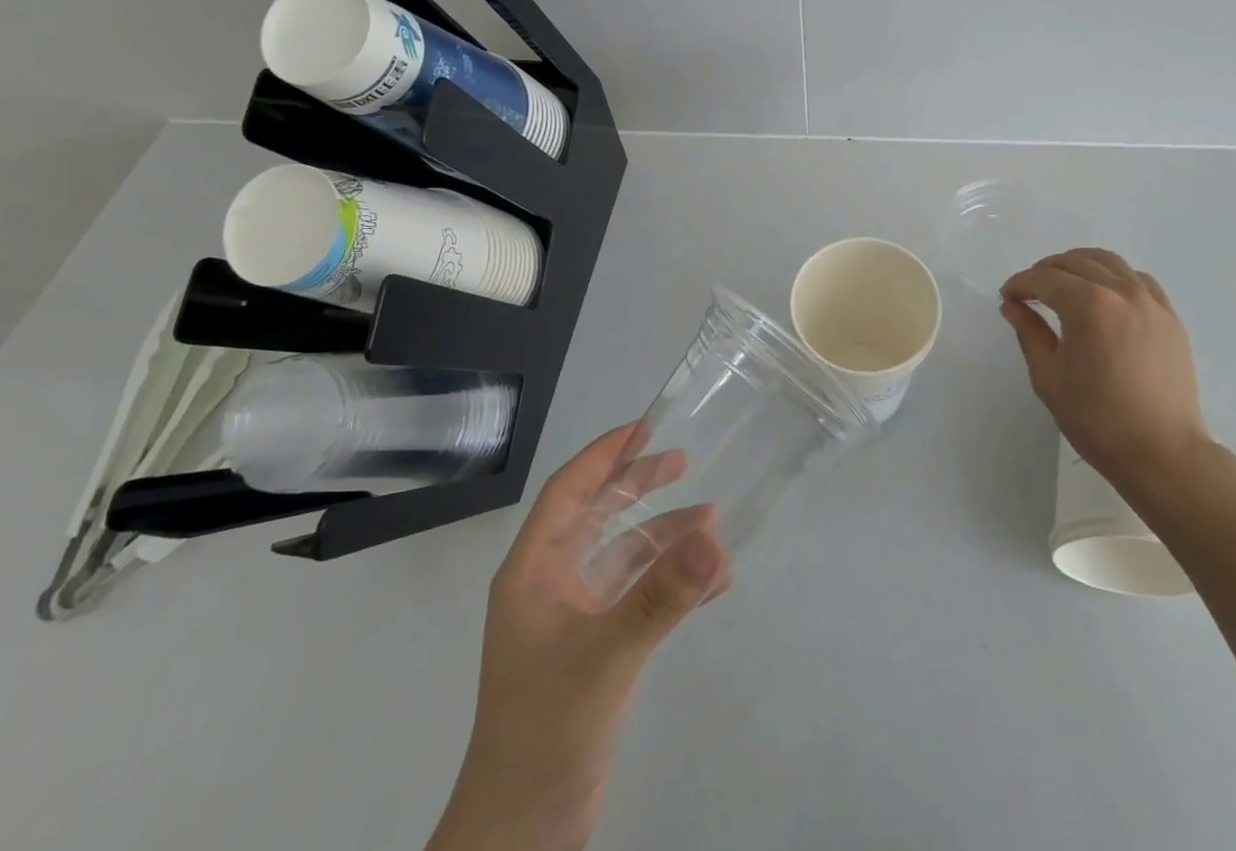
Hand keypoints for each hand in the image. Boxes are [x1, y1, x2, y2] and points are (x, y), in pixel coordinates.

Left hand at [433, 425, 730, 850]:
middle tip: (684, 460)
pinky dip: (670, 585)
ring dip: (664, 539)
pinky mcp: (594, 649)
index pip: (567, 490)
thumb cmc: (546, 728)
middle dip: (638, 485)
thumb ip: (661, 596)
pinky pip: (636, 598)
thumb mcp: (607, 656)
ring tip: (713, 521)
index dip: (604, 454)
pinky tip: (712, 583)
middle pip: (597, 515)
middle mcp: (551, 584)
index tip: (645, 426)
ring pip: (622, 557)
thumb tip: (713, 534)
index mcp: (533, 570)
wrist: (522, 833)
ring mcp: (572, 618)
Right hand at [1000, 248, 1209, 496]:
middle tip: (1030, 292)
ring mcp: (1150, 301)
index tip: (1007, 297)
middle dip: (1045, 271)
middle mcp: (1120, 291)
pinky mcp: (1169, 317)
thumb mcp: (1049, 377)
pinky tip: (1105, 296)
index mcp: (1087, 305)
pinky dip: (1114, 277)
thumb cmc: (1097, 419)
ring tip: (1064, 285)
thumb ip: (1029, 332)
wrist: (1163, 453)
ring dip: (1079, 266)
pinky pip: (1138, 279)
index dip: (1020, 284)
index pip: (1043, 279)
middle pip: (1075, 262)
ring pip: (1108, 262)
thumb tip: (1013, 306)